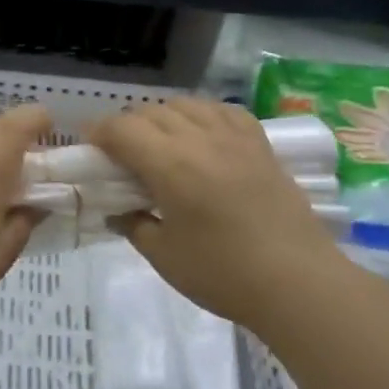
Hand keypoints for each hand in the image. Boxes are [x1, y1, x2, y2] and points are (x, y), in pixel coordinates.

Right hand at [85, 100, 345, 330]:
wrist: (299, 284)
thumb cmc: (224, 275)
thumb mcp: (165, 257)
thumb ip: (135, 225)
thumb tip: (120, 211)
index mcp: (170, 165)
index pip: (122, 129)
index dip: (99, 132)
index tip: (89, 147)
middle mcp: (200, 139)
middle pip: (151, 111)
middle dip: (127, 126)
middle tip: (121, 154)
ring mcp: (234, 138)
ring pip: (186, 104)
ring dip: (163, 117)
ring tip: (160, 143)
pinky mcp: (261, 145)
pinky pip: (224, 111)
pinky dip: (203, 114)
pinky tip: (202, 134)